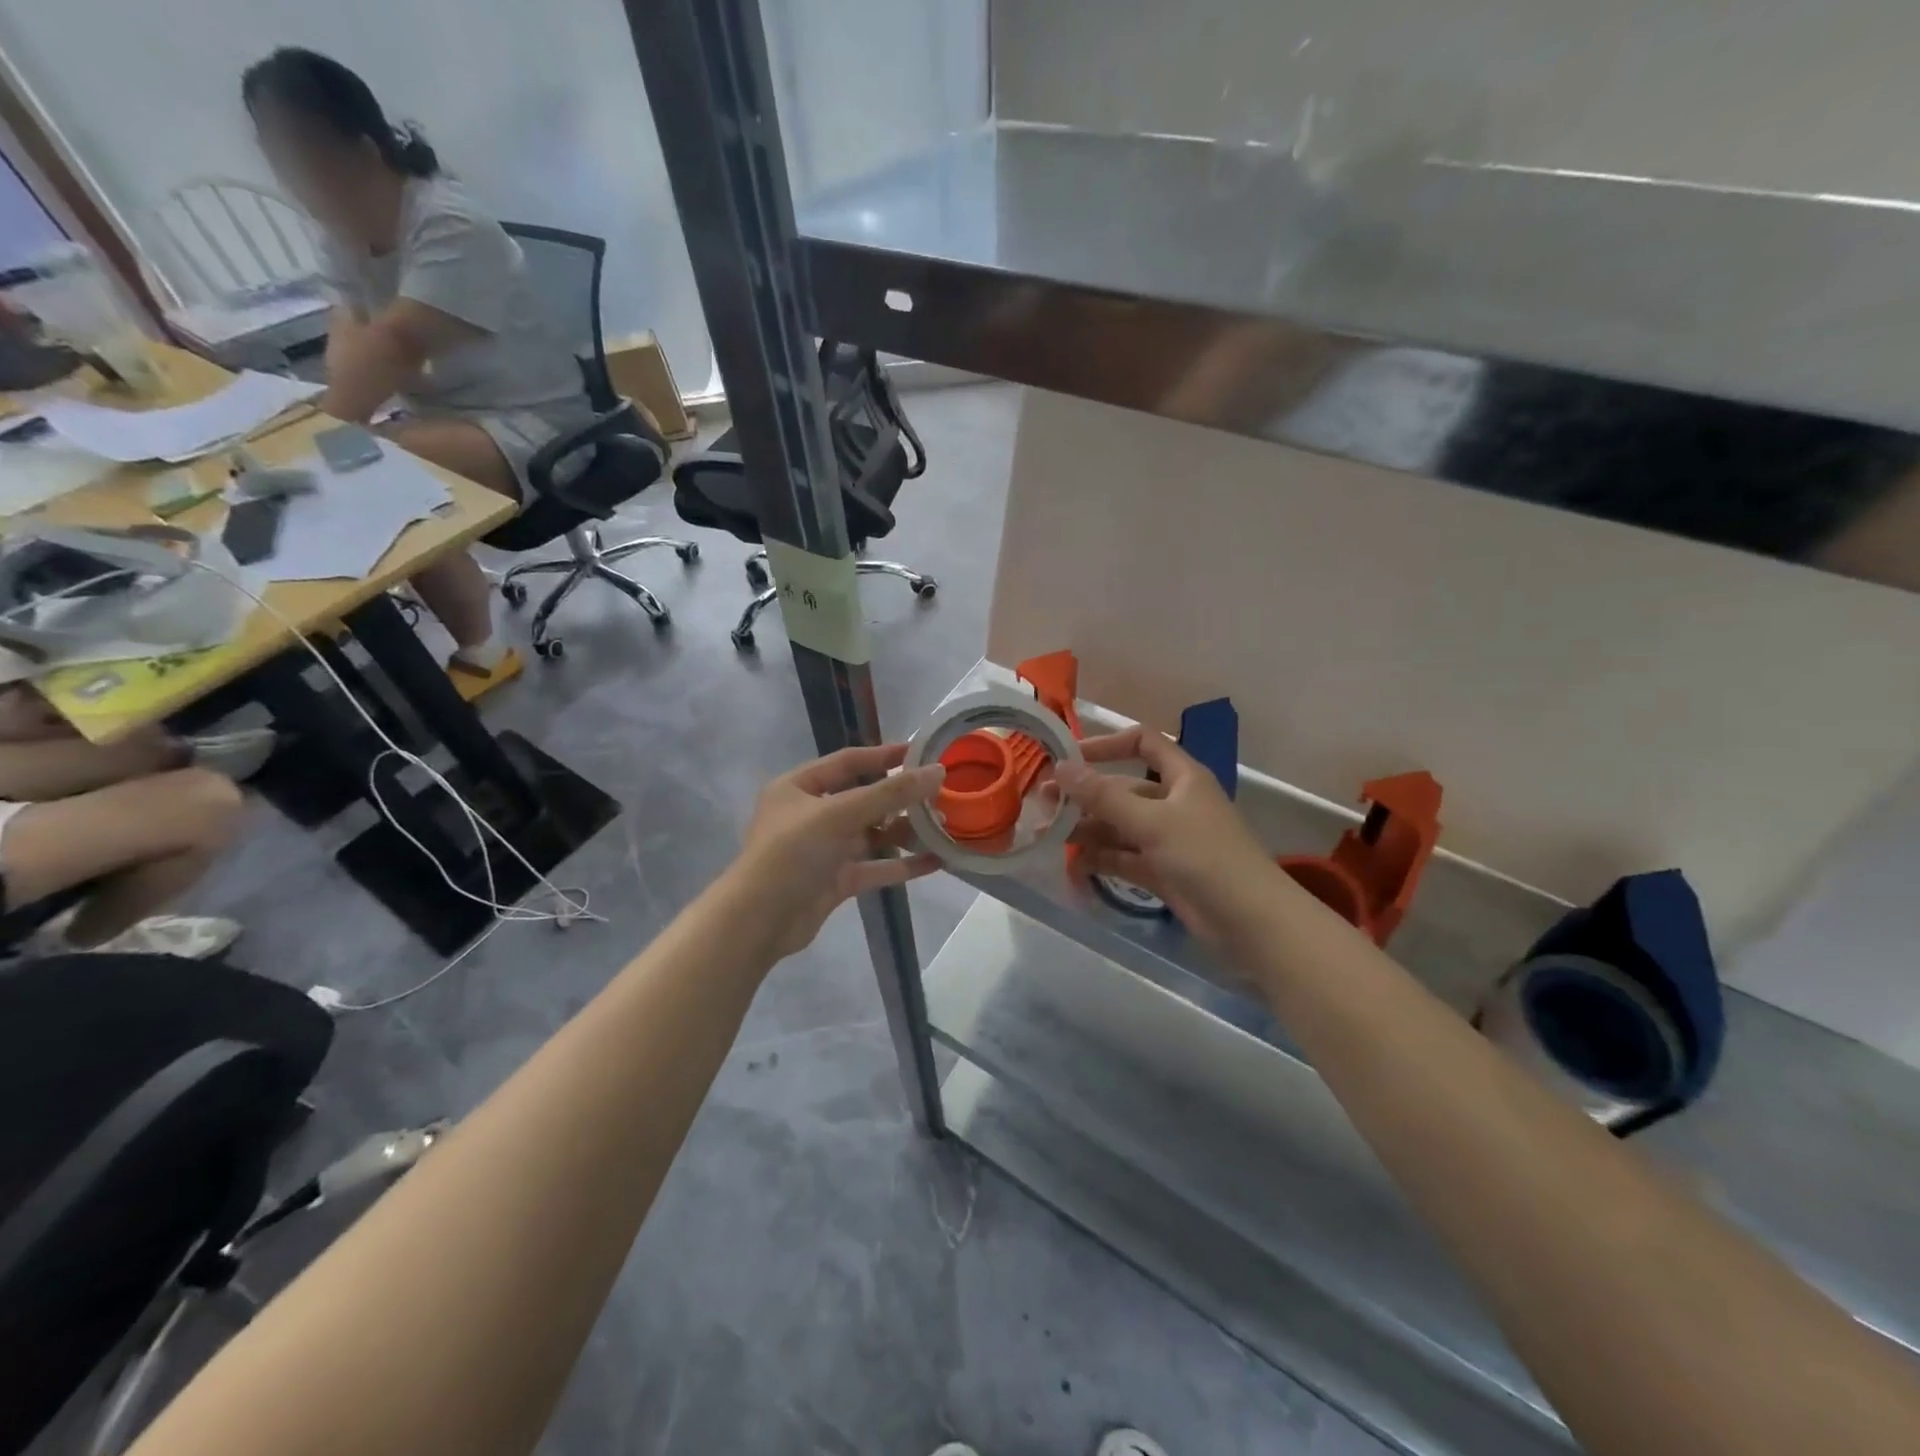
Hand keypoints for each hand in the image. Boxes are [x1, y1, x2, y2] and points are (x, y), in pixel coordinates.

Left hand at [733, 743, 944, 959]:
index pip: (847, 762)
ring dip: (904, 831)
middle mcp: (810, 815)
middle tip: (940, 794)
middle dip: (900, 798)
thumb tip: (937, 772)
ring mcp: (823, 850)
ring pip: (871, 835)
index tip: (921, 752)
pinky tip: (935, 861)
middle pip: (863, 799)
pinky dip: (902, 865)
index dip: (884, 756)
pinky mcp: (836, 881)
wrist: (760, 921)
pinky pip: (874, 867)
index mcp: (798, 787)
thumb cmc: (792, 853)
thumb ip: (890, 793)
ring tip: (943, 827)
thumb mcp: (839, 814)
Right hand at [1054, 727, 1281, 949]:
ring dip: (1087, 829)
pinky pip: (1124, 858)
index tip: (1069, 759)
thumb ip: (1103, 795)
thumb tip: (1061, 766)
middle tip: (1043, 805)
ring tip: (1048, 837)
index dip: (1107, 744)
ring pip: (1119, 826)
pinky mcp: (1163, 872)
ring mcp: (1168, 839)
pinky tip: (1072, 866)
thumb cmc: (1205, 856)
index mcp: (1182, 777)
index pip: (1143, 742)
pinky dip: (1100, 860)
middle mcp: (1174, 802)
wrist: (1250, 922)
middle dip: (1085, 796)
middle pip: (1123, 788)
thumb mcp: (1151, 821)